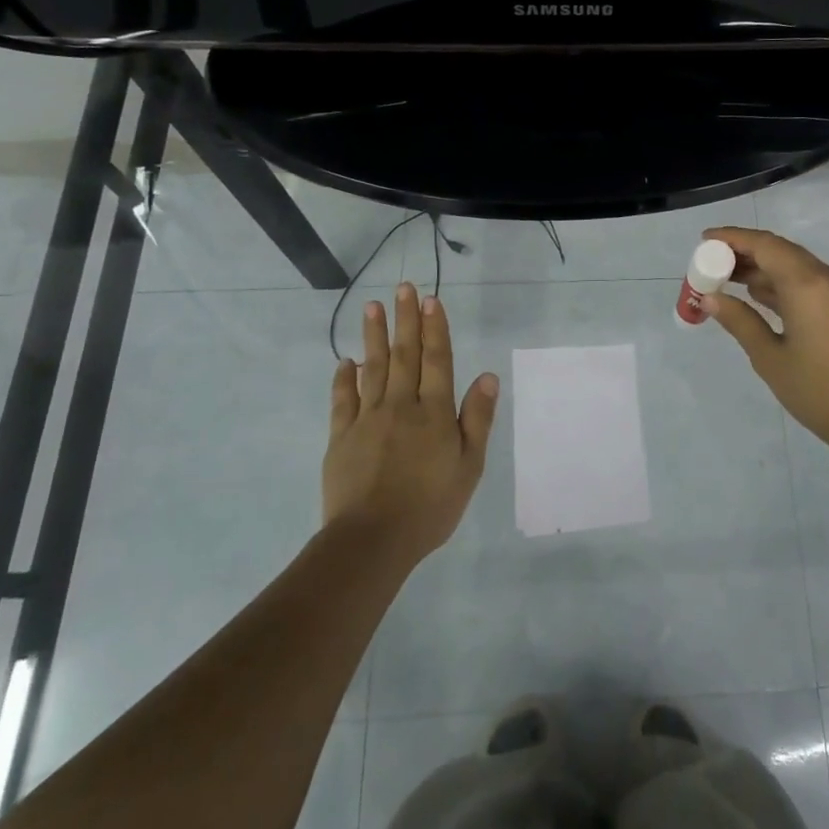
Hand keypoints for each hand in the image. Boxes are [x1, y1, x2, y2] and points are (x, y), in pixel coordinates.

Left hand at [324, 282, 498, 561]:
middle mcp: (401, 406)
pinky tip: (345, 361)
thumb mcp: (469, 467)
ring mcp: (367, 419)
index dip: (435, 329)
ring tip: (372, 307)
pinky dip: (344, 378)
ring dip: (374, 336)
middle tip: (403, 288)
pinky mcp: (341, 437)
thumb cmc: (430, 506)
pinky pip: (343, 400)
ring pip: (373, 368)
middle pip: (404, 355)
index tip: (431, 300)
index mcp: (434, 413)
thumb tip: (487, 376)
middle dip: (405, 320)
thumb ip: (477, 419)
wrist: (372, 540)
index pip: (437, 361)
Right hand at [701, 227, 828, 455]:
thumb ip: (739, 321)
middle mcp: (827, 277)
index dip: (732, 238)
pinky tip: (755, 294)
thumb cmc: (817, 391)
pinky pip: (807, 281)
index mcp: (807, 285)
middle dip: (744, 252)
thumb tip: (710, 298)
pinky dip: (779, 282)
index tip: (704, 240)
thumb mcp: (769, 358)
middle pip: (780, 250)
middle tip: (710, 263)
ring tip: (725, 279)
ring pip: (794, 265)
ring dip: (761, 268)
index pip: (765, 245)